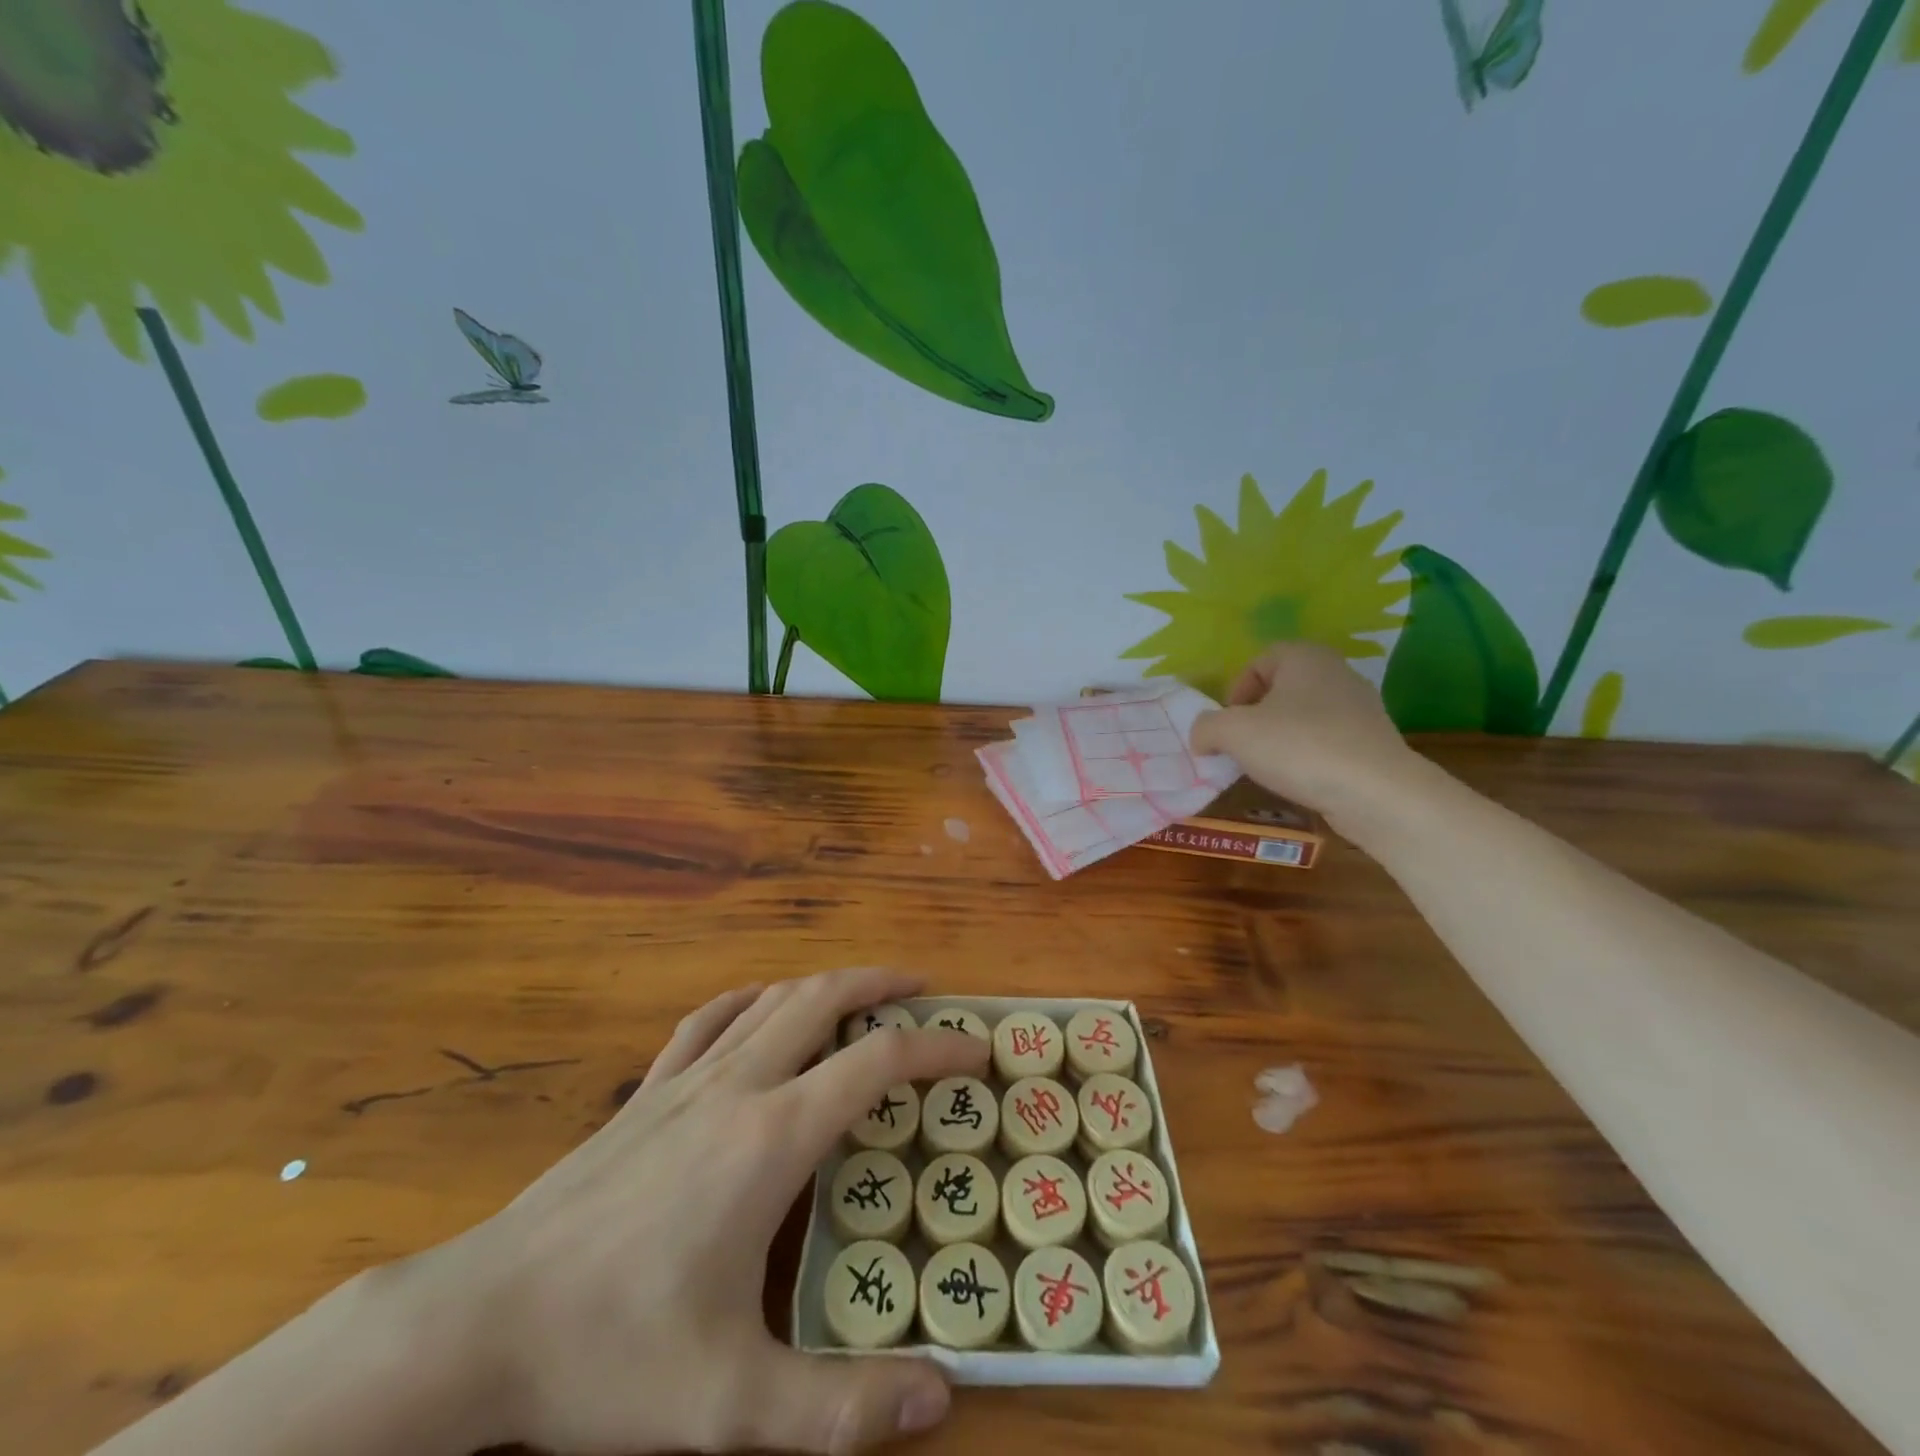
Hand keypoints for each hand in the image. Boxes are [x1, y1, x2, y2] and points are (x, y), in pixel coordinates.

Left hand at [410, 968, 988, 1455]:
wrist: (479, 1323)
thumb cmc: (611, 1355)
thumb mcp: (731, 1405)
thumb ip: (839, 1410)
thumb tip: (940, 1399)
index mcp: (773, 1138)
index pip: (877, 1060)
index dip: (937, 1045)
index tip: (976, 1050)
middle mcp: (740, 1086)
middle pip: (825, 998)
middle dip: (883, 984)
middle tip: (926, 992)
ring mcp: (687, 1079)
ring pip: (773, 997)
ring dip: (827, 984)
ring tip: (863, 995)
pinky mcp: (647, 1090)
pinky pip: (712, 1017)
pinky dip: (755, 998)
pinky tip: (764, 1006)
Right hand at [1189, 643, 1417, 822]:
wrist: (1376, 792)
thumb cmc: (1299, 747)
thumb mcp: (1233, 733)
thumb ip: (1206, 727)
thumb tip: (1202, 736)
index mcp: (1305, 657)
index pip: (1259, 661)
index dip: (1236, 690)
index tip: (1228, 723)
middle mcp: (1337, 672)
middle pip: (1281, 688)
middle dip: (1256, 716)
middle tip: (1241, 745)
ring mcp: (1360, 708)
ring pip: (1304, 716)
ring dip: (1280, 738)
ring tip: (1267, 767)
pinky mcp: (1372, 741)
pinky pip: (1326, 741)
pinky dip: (1307, 756)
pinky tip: (1299, 780)